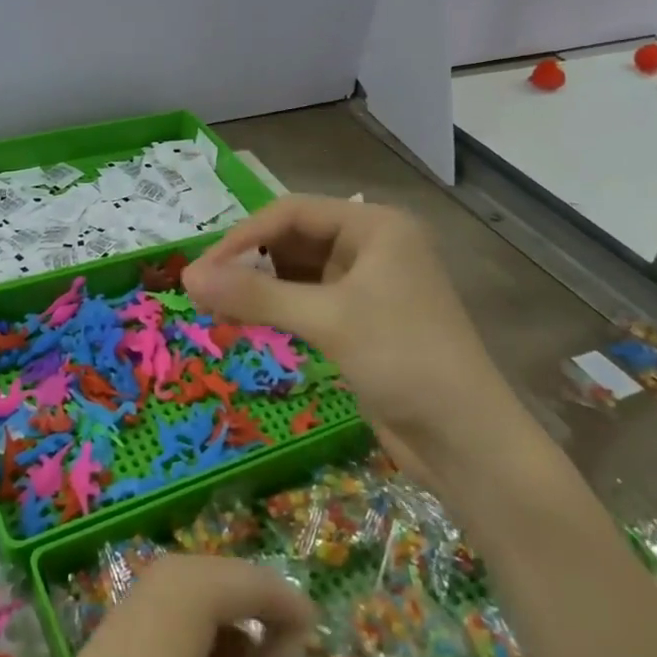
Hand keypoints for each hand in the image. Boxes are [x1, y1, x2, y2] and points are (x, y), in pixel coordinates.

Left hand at [17, 554, 315, 656]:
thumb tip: (289, 643)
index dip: (252, 585)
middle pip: (158, 590)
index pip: (183, 597)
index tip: (310, 616)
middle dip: (232, 595)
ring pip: (138, 611)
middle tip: (292, 639)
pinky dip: (173, 647)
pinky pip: (120, 647)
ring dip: (205, 620)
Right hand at [183, 195, 523, 487]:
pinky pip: (307, 299)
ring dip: (260, 285)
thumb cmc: (404, 361)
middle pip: (294, 238)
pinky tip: (249, 321)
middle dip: (250, 260)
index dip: (243, 235)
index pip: (292, 212)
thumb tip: (187, 278)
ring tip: (219, 307)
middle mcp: (372, 246)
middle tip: (204, 289)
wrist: (470, 444)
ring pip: (297, 270)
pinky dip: (277, 307)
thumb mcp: (327, 320)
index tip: (202, 268)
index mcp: (375, 226)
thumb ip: (254, 295)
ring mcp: (368, 284)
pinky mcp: (361, 320)